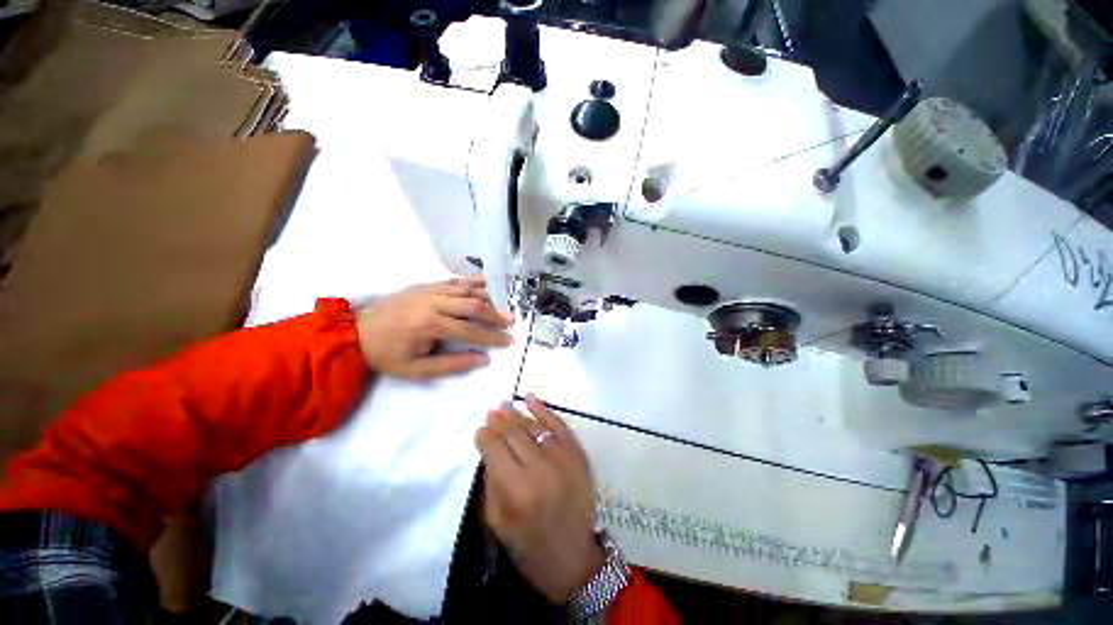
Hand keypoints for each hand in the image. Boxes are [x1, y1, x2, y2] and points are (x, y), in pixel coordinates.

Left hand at [356, 276, 512, 379]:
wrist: (357, 332)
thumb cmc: (387, 355)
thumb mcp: (416, 370)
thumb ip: (452, 365)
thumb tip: (484, 360)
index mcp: (429, 324)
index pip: (470, 330)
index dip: (492, 337)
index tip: (509, 341)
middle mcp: (433, 302)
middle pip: (473, 305)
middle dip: (495, 314)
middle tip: (510, 322)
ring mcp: (430, 290)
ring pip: (467, 290)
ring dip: (488, 297)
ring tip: (503, 305)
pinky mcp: (426, 284)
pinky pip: (455, 280)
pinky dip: (473, 282)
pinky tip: (486, 284)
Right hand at [475, 394, 603, 603]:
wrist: (572, 557)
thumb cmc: (528, 544)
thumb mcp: (497, 521)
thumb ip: (491, 481)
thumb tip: (488, 447)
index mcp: (516, 491)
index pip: (495, 449)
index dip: (485, 436)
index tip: (480, 430)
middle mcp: (540, 470)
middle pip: (514, 434)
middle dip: (499, 420)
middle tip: (491, 411)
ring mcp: (563, 459)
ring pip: (535, 427)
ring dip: (517, 414)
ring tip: (505, 406)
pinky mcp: (578, 455)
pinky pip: (559, 425)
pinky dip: (544, 410)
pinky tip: (531, 399)